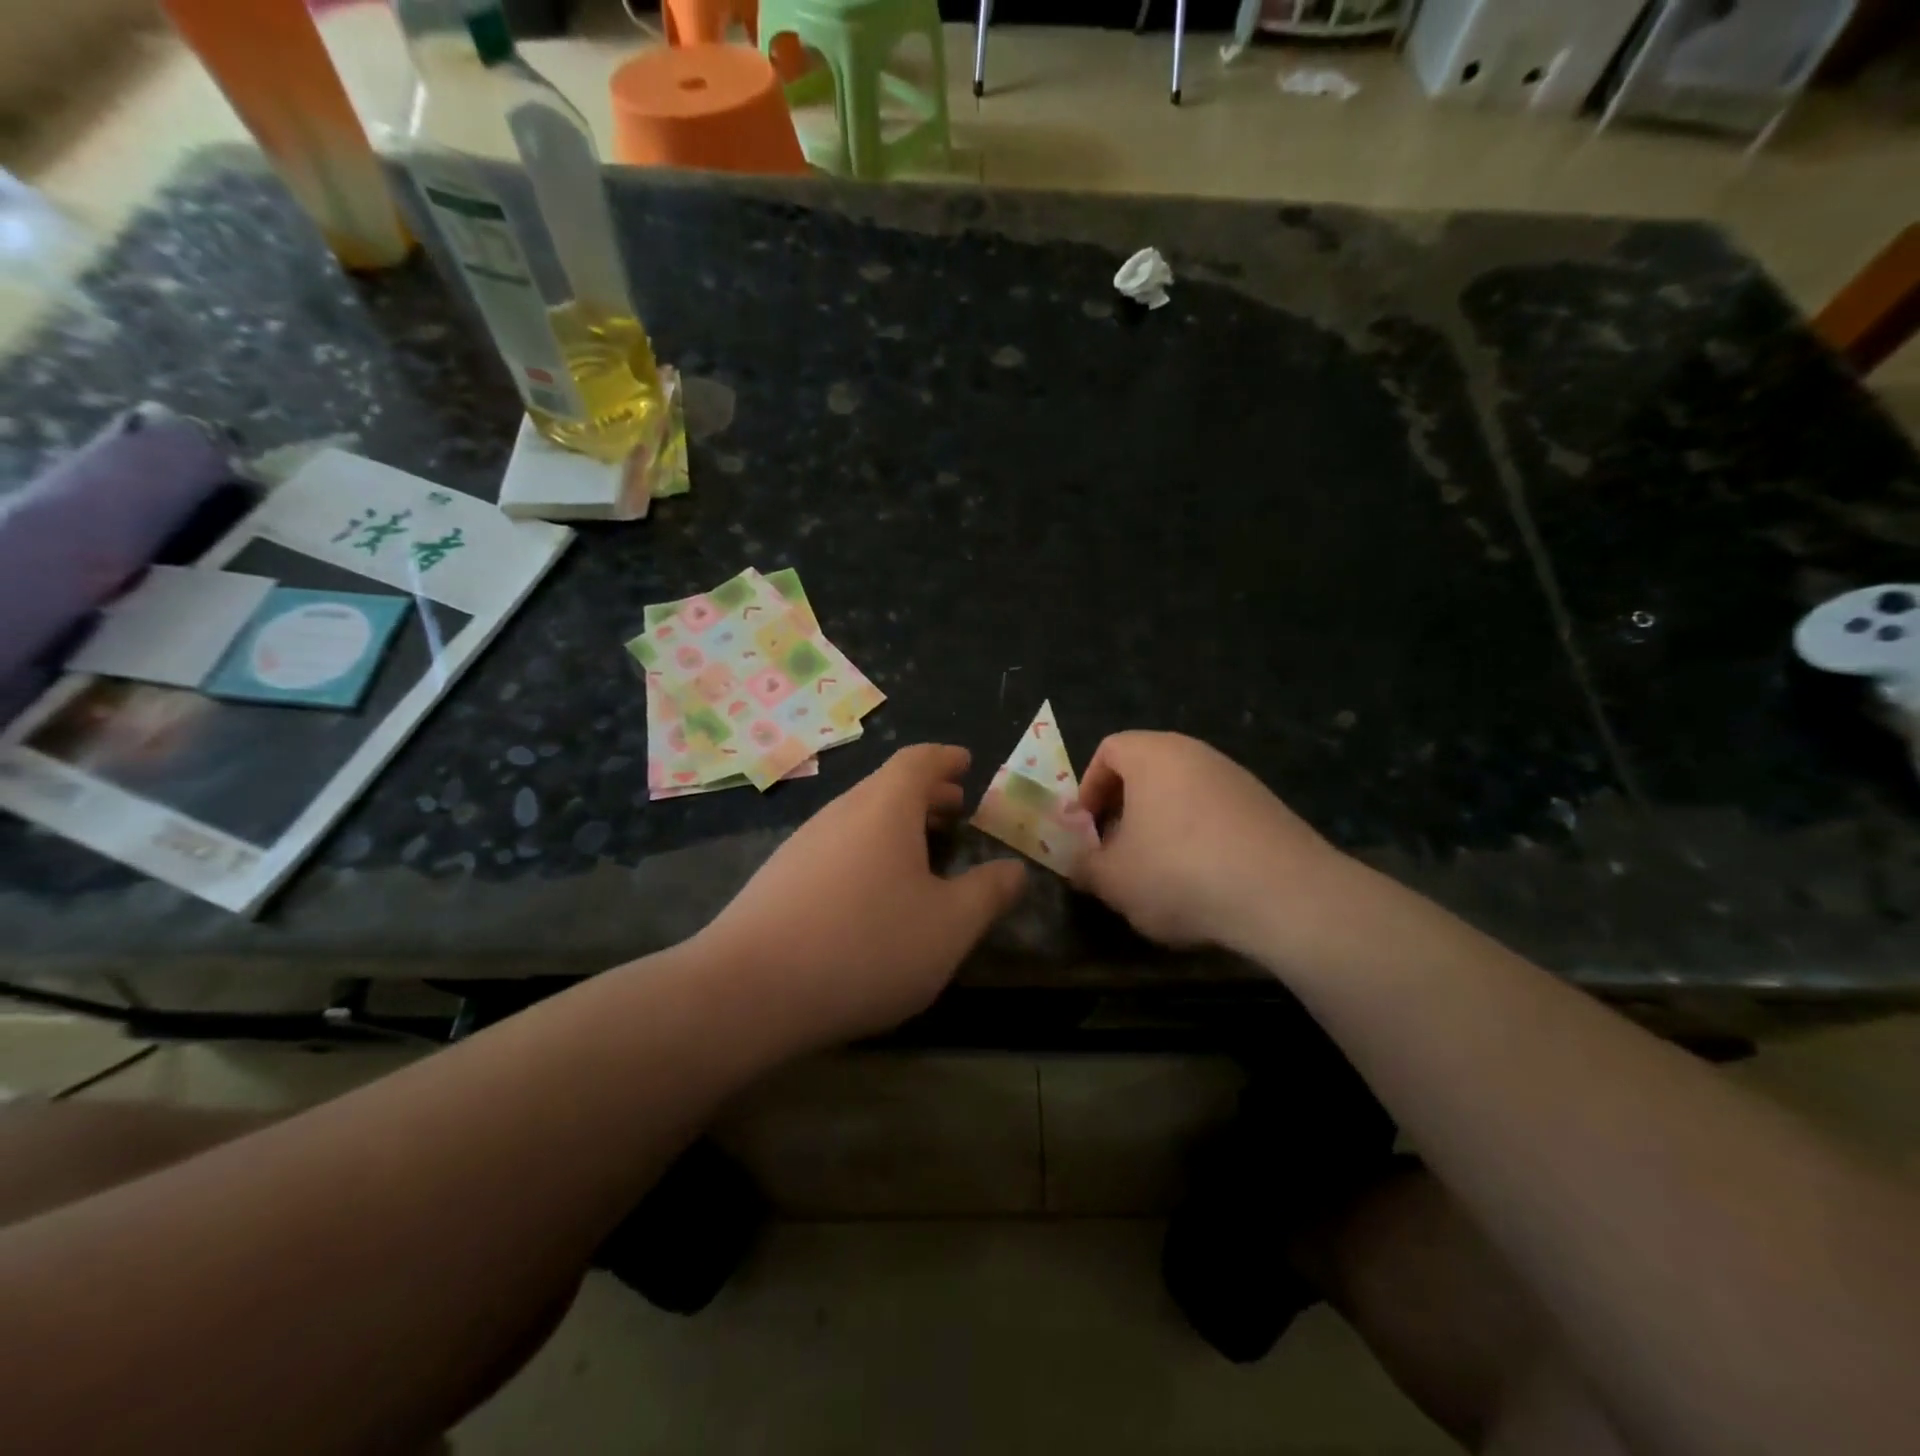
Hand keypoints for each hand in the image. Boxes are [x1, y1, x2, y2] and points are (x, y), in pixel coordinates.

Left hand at [696, 745, 1026, 1047]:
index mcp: (885, 807)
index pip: (919, 761)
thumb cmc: (866, 945)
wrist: (749, 990)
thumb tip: (1014, 869)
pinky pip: (838, 846)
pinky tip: (875, 893)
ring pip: (861, 818)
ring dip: (897, 825)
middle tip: (957, 809)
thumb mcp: (949, 926)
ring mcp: (804, 843)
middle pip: (888, 787)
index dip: (946, 759)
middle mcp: (842, 812)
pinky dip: (869, 851)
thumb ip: (988, 893)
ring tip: (924, 851)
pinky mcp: (780, 878)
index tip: (967, 763)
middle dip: (927, 794)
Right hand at [1072, 731, 1352, 955]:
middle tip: (1115, 854)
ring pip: (1182, 795)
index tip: (1086, 830)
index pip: (1108, 750)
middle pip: (1146, 772)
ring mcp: (1237, 778)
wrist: (1285, 895)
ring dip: (1161, 829)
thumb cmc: (1179, 873)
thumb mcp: (1112, 879)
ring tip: (1157, 875)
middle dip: (1123, 812)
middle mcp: (1196, 754)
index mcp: (1153, 754)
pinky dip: (1199, 840)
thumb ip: (1083, 866)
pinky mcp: (1267, 807)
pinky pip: (1215, 816)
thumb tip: (1077, 863)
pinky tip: (1203, 883)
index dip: (1088, 789)